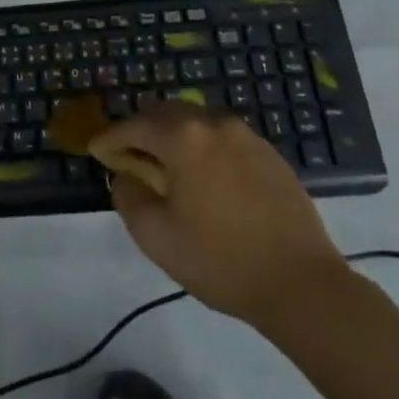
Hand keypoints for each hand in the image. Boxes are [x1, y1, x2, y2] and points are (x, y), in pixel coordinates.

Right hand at [91, 103, 347, 329]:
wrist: (302, 284)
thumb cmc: (221, 260)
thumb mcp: (157, 237)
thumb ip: (129, 198)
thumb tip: (126, 177)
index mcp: (182, 137)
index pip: (133, 126)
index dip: (110, 139)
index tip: (97, 152)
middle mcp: (212, 123)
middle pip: (165, 113)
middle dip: (142, 131)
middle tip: (129, 156)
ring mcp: (245, 135)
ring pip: (196, 122)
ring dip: (175, 137)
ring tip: (168, 167)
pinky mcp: (269, 153)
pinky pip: (223, 138)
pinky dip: (204, 148)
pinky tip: (206, 178)